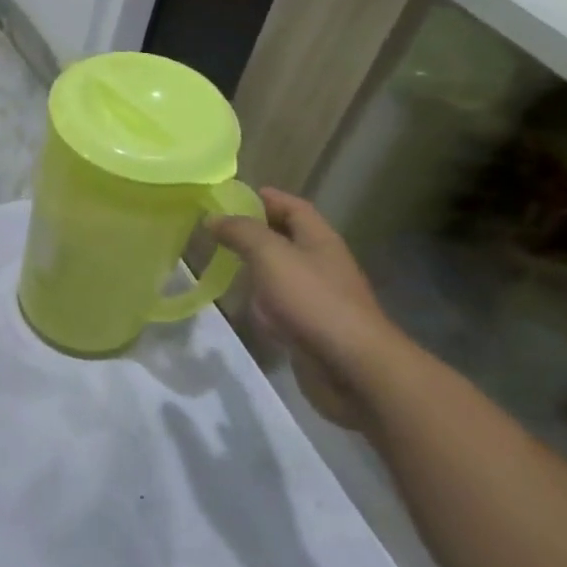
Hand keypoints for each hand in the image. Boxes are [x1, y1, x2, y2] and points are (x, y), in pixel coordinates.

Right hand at [209, 188, 394, 429]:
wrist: (353, 369)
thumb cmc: (313, 301)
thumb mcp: (271, 256)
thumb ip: (241, 233)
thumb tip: (213, 217)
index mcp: (319, 239)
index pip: (293, 207)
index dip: (265, 198)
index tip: (231, 197)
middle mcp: (322, 263)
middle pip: (288, 238)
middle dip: (256, 231)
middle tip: (219, 230)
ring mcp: (320, 298)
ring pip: (283, 273)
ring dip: (258, 269)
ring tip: (225, 265)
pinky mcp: (313, 328)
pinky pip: (284, 307)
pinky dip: (264, 304)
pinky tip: (247, 309)